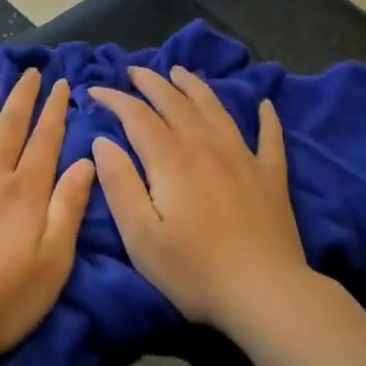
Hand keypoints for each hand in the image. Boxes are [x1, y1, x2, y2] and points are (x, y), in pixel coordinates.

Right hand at [90, 66, 308, 332]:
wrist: (265, 293)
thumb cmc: (193, 270)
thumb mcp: (140, 235)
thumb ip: (119, 183)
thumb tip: (103, 141)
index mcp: (171, 159)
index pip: (137, 115)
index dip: (114, 98)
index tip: (94, 90)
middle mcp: (206, 146)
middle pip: (175, 102)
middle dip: (151, 83)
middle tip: (134, 72)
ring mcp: (243, 157)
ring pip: (215, 109)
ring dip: (195, 87)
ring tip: (180, 72)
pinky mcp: (270, 176)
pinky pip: (269, 137)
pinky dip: (266, 117)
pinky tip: (265, 104)